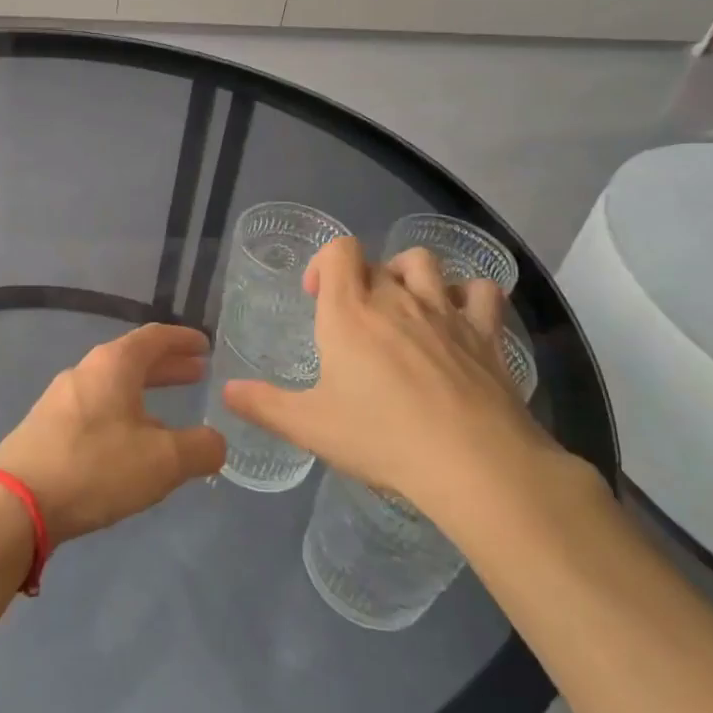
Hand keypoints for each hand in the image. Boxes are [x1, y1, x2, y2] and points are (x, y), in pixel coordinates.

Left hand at [0, 323, 225, 544]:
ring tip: (169, 416)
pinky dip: (122, 414)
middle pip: (133, 360)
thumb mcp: (163, 461)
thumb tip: (216, 442)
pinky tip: (129, 445)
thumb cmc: (95, 467)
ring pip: (113, 387)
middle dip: (167, 367)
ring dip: (144, 394)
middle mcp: (85, 371)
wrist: (15, 502)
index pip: (155, 337)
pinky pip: (95, 409)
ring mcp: (60, 399)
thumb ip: (199, 448)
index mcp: (113, 364)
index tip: (205, 346)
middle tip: (196, 375)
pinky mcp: (45, 427)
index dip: (183, 340)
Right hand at [223, 237, 562, 533]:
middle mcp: (397, 299)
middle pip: (377, 261)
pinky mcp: (486, 333)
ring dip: (409, 275)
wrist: (473, 462)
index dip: (325, 263)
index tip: (317, 297)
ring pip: (425, 264)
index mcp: (350, 312)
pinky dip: (468, 296)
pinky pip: (482, 292)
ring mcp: (445, 312)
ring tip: (404, 308)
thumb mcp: (310, 427)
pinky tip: (460, 319)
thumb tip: (226, 391)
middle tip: (355, 321)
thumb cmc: (382, 438)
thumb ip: (264, 405)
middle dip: (361, 280)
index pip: (339, 250)